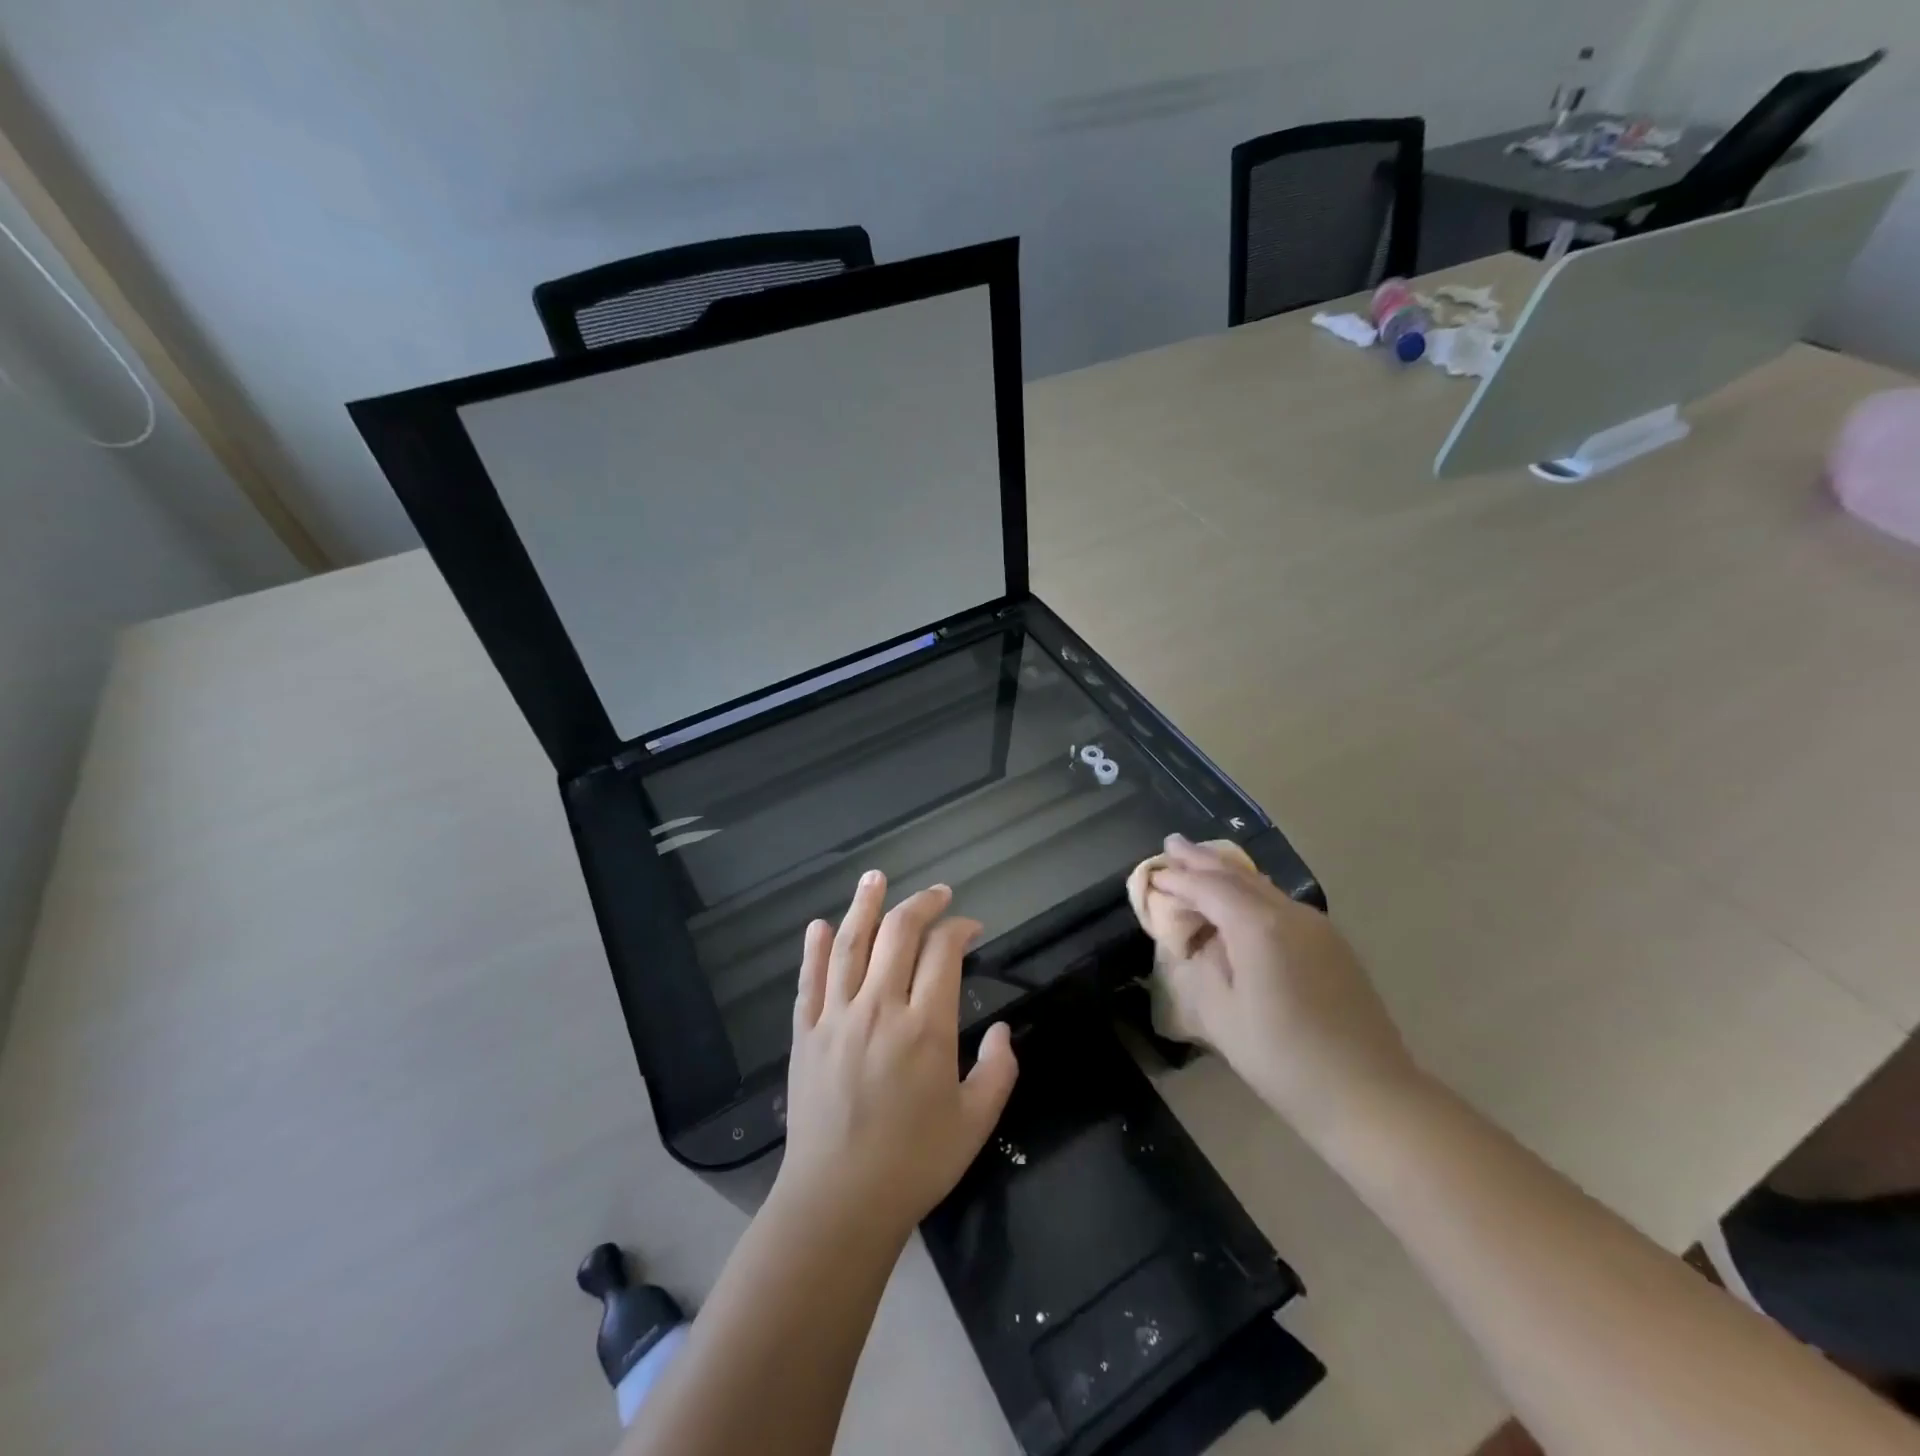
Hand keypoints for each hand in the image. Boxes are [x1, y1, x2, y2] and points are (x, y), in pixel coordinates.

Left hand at [774, 871, 1018, 1249]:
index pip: (943, 953)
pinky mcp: (805, 1034)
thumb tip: (1004, 1031)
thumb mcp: (976, 1123)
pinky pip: (809, 981)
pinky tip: (818, 925)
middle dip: (921, 905)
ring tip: (874, 877)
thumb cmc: (914, 1164)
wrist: (838, 1203)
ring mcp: (837, 1018)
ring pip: (849, 945)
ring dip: (863, 906)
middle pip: (898, 934)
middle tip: (937, 894)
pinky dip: (813, 949)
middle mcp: (879, 1009)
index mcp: (925, 1028)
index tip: (971, 928)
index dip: (959, 929)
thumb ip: (999, 1071)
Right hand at [1146, 835, 1420, 1131]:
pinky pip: (1280, 904)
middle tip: (1172, 843)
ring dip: (1228, 873)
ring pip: (1263, 886)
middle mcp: (1290, 914)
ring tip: (1200, 862)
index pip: (1208, 888)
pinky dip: (1251, 893)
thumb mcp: (1222, 1015)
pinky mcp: (1332, 945)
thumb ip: (1205, 966)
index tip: (1152, 874)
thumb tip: (1205, 942)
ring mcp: (1316, 927)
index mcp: (1259, 927)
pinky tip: (1241, 899)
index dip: (1177, 880)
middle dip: (1201, 860)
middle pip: (1238, 876)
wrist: (1368, 1094)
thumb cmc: (1283, 1059)